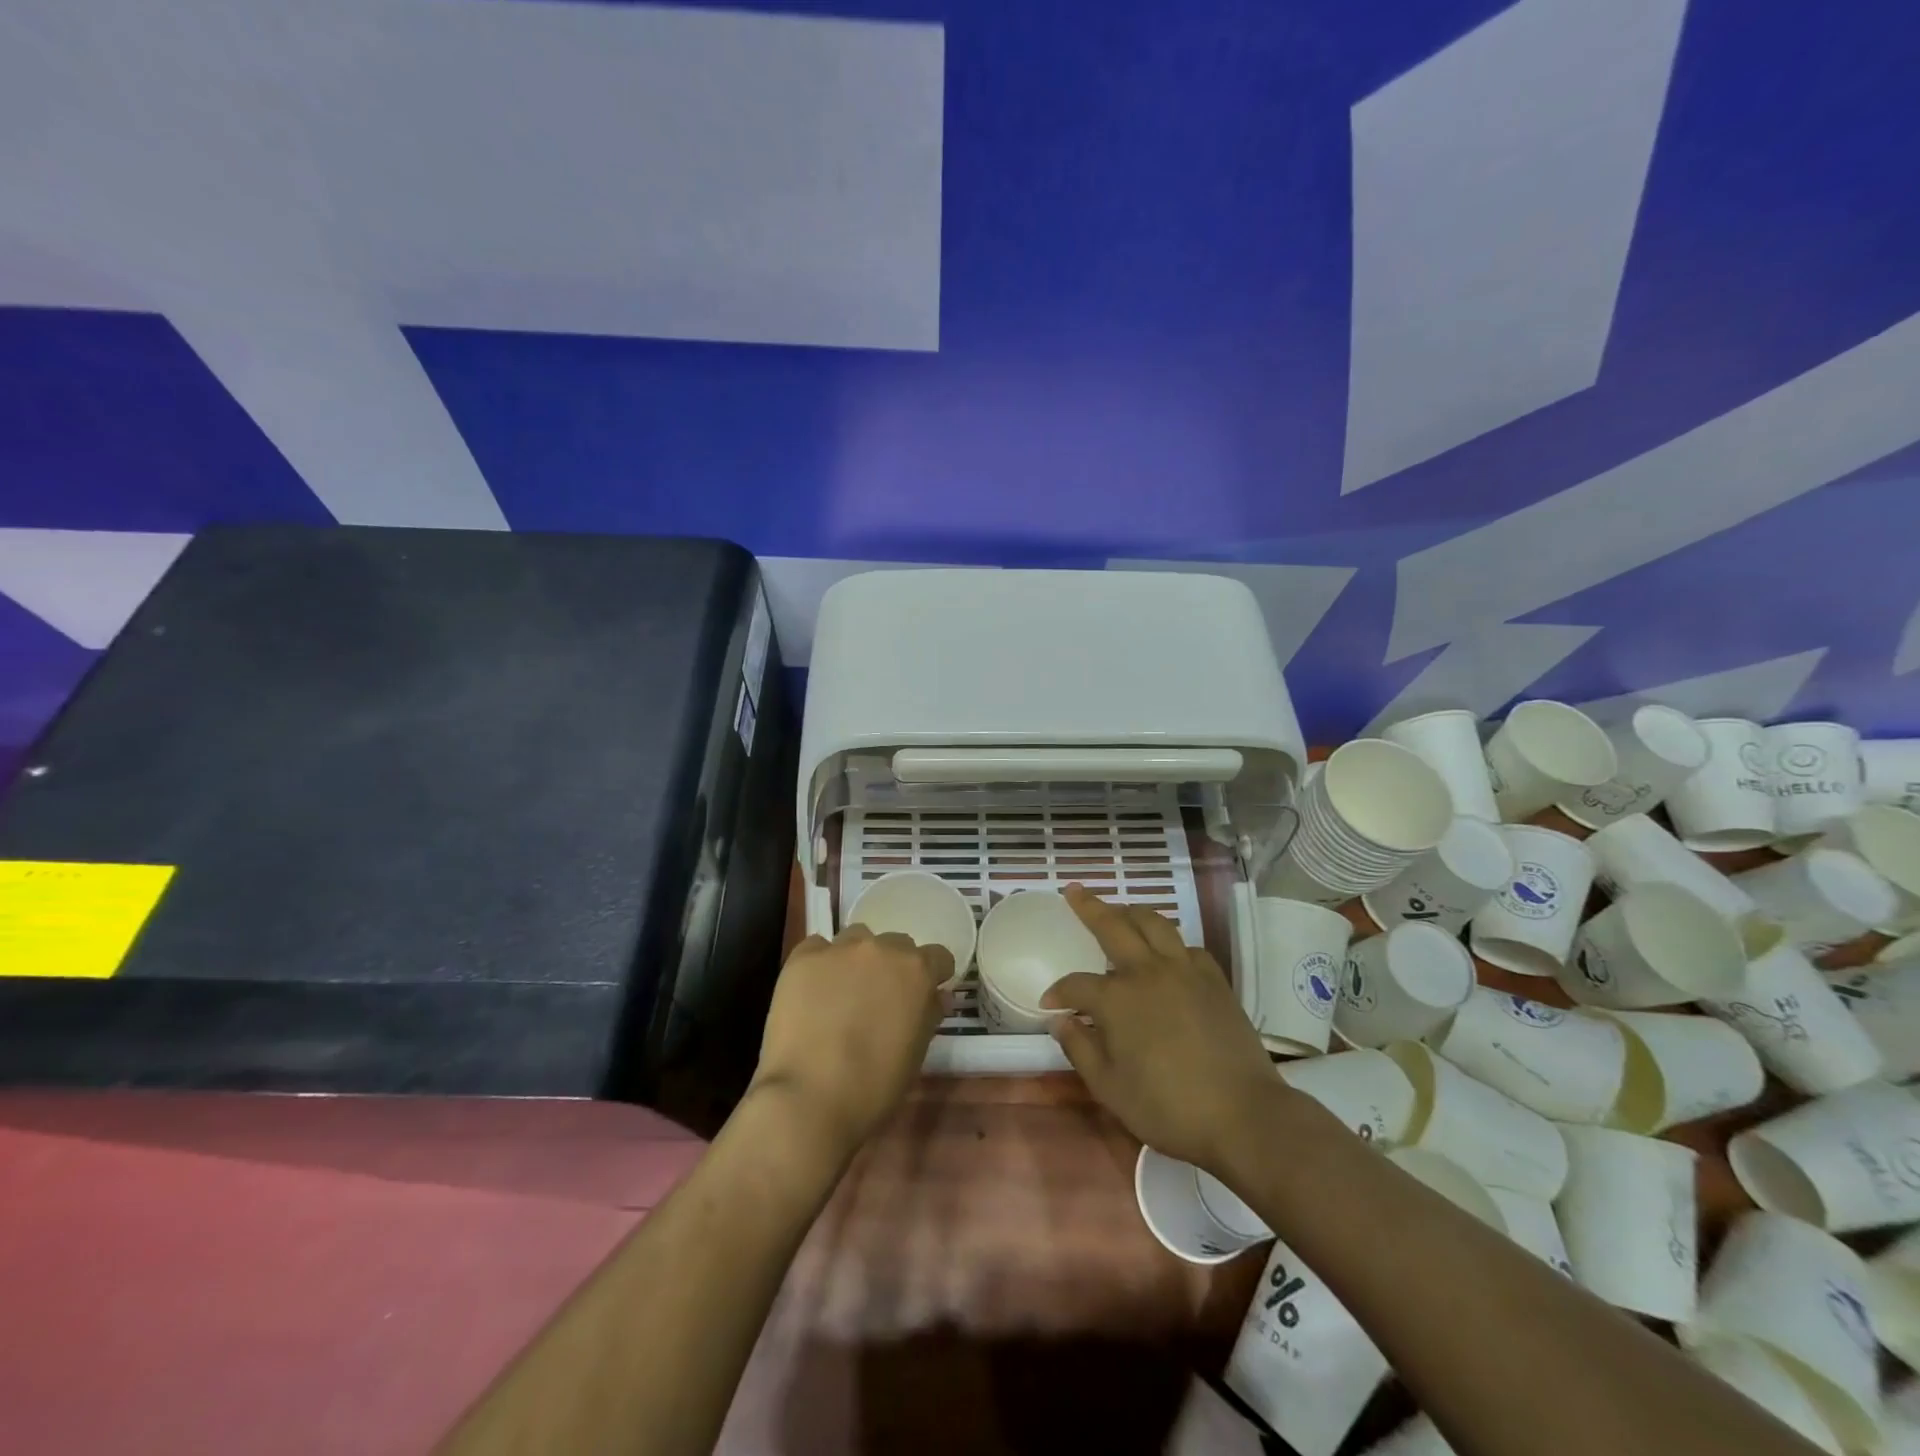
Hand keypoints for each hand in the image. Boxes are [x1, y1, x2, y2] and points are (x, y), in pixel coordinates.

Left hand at [749, 925, 952, 1155]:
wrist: (808, 1097)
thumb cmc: (874, 1086)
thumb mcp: (916, 1054)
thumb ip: (929, 1015)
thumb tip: (938, 996)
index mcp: (917, 971)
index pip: (938, 957)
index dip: (933, 976)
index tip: (923, 996)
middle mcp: (882, 949)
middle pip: (896, 944)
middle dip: (892, 967)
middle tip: (879, 999)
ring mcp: (840, 949)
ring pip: (857, 939)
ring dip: (857, 959)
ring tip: (843, 992)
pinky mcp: (803, 957)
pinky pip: (818, 947)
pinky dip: (820, 963)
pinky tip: (813, 992)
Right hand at [1041, 886, 1282, 1177]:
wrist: (1243, 1115)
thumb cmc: (1168, 1108)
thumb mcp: (1110, 1089)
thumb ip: (1080, 1049)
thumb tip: (1059, 1021)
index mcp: (1117, 999)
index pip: (1077, 985)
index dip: (1059, 991)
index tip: (1050, 1003)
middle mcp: (1148, 972)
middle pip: (1113, 926)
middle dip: (1088, 907)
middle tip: (1073, 891)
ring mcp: (1185, 971)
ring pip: (1154, 923)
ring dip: (1131, 912)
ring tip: (1120, 909)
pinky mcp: (1214, 980)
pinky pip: (1187, 946)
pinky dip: (1170, 941)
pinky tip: (1166, 952)